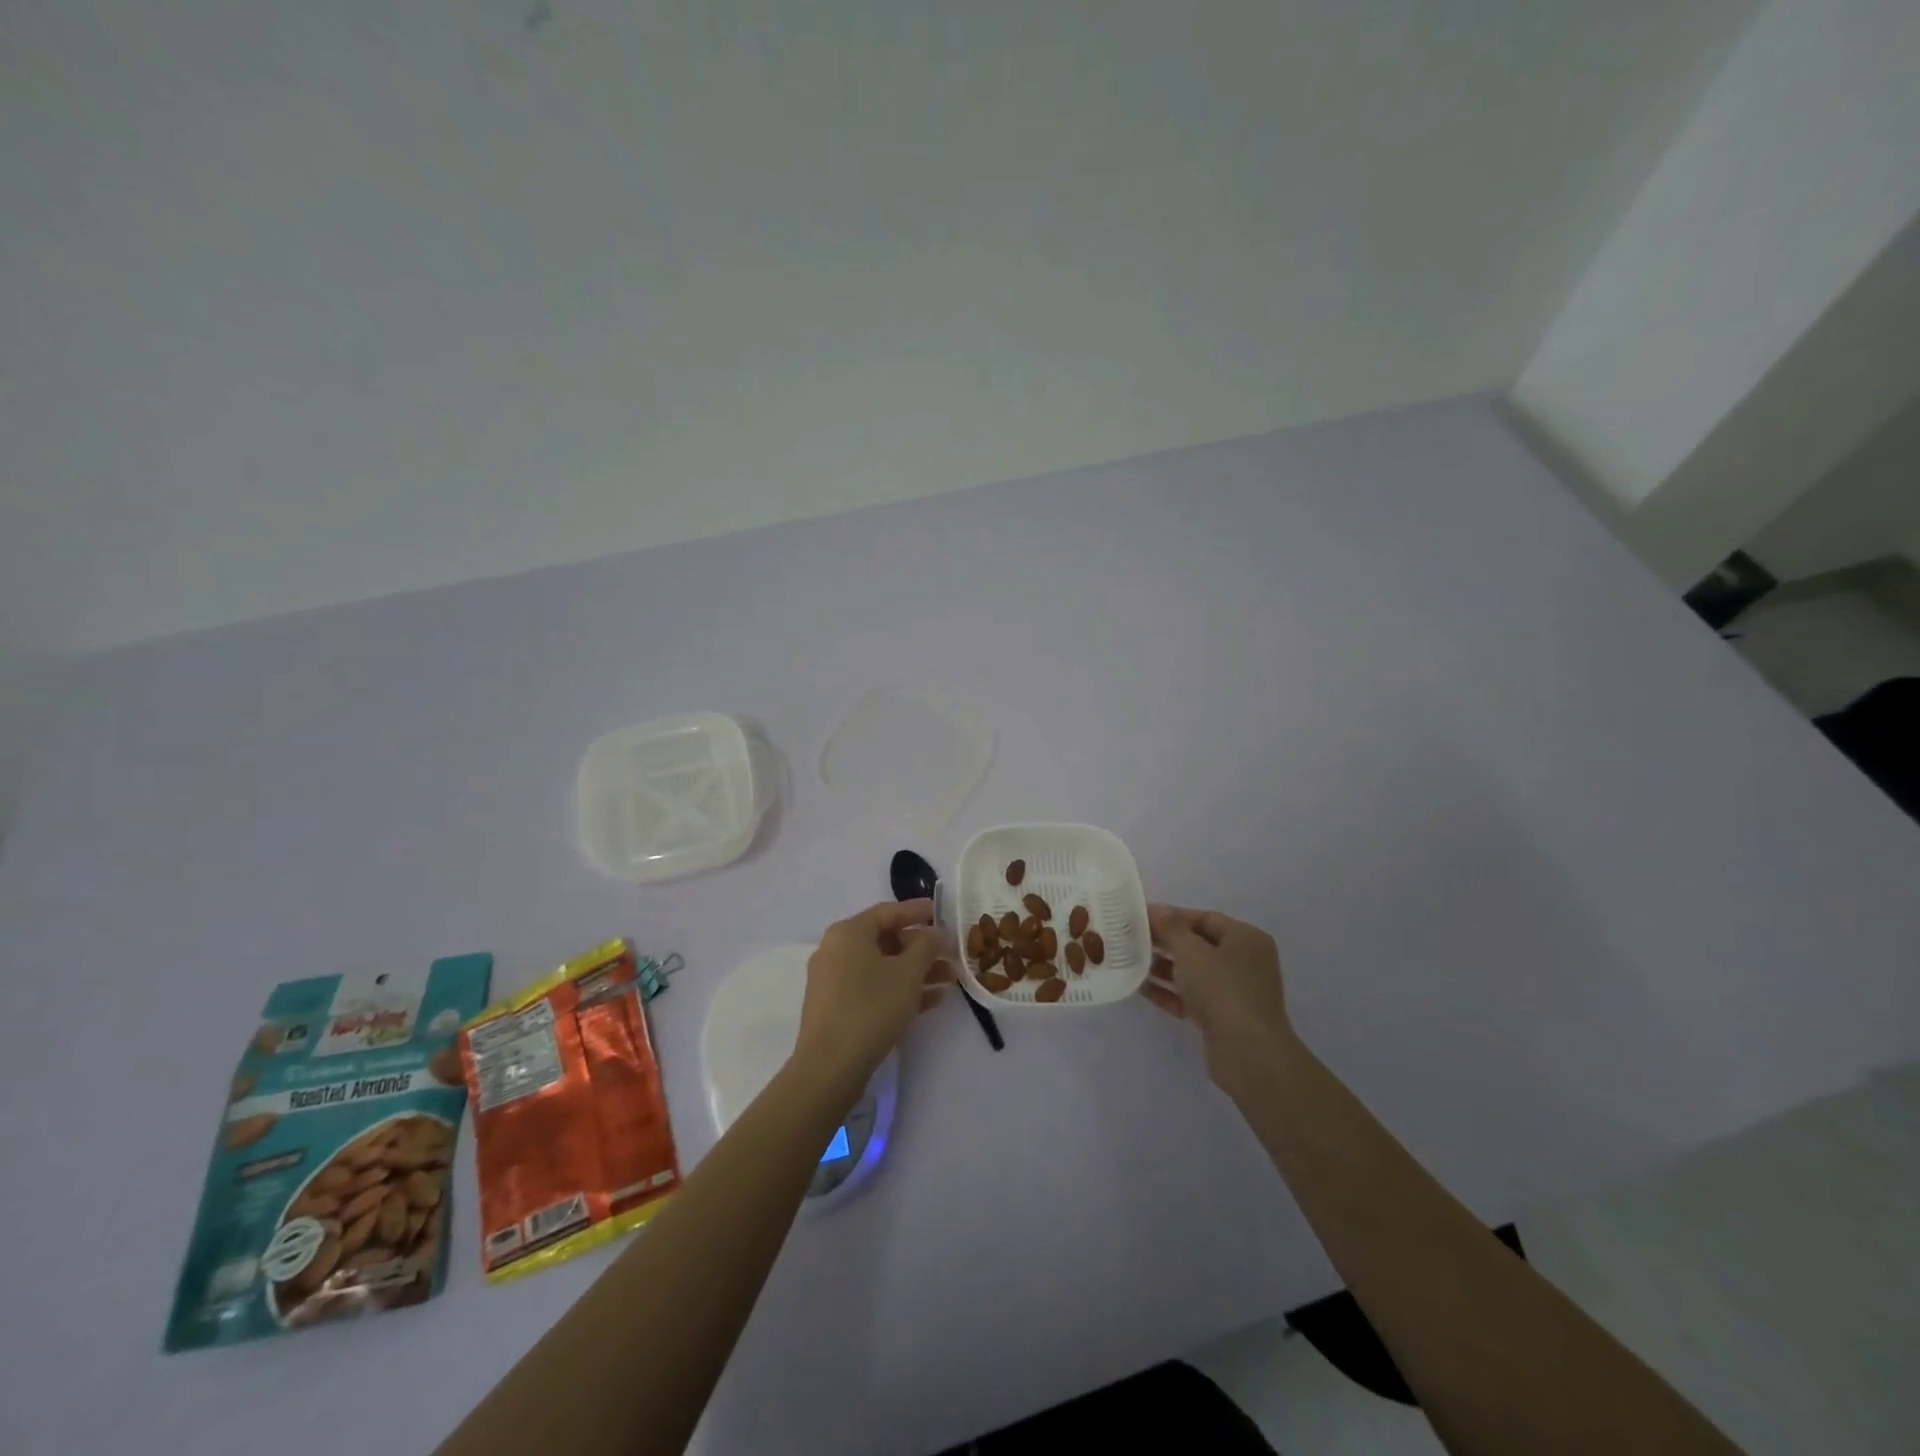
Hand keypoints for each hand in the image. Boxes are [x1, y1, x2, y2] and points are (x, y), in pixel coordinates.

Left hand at [794, 900, 954, 1096]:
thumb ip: (927, 945)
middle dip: (923, 948)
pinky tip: (932, 1001)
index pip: (889, 911)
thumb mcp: (908, 972)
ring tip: (951, 980)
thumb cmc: (871, 1007)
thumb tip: (937, 933)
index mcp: (848, 933)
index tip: (944, 913)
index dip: (919, 911)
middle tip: (953, 954)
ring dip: (917, 971)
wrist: (830, 1068)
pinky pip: (874, 988)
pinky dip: (901, 990)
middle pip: (887, 940)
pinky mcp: (838, 1008)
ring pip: (883, 967)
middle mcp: (837, 950)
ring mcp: (835, 981)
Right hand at [1142, 904, 1294, 1090]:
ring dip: (1163, 967)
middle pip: (1198, 944)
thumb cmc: (1222, 990)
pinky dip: (1168, 992)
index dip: (1171, 915)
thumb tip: (1156, 909)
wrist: (1249, 1054)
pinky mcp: (1223, 1018)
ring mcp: (1234, 992)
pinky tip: (1139, 988)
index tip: (1139, 917)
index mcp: (1245, 938)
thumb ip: (1170, 928)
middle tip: (1130, 938)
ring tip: (1129, 961)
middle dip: (1165, 942)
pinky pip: (1191, 997)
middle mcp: (1244, 962)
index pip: (1203, 918)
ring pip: (1193, 972)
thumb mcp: (1191, 952)